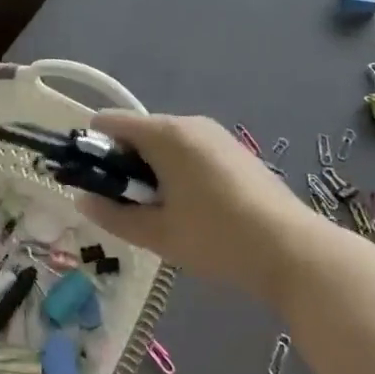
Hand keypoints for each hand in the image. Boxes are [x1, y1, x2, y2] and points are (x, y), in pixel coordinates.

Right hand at [74, 112, 320, 307]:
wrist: (293, 250)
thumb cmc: (217, 239)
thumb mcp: (158, 234)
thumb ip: (113, 215)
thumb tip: (81, 199)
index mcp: (165, 134)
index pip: (110, 122)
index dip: (93, 150)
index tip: (93, 185)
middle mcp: (189, 122)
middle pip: (138, 132)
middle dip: (124, 164)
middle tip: (130, 208)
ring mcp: (216, 134)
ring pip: (165, 143)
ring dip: (152, 170)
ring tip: (163, 214)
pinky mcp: (235, 150)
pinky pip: (190, 150)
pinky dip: (178, 170)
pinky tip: (194, 209)